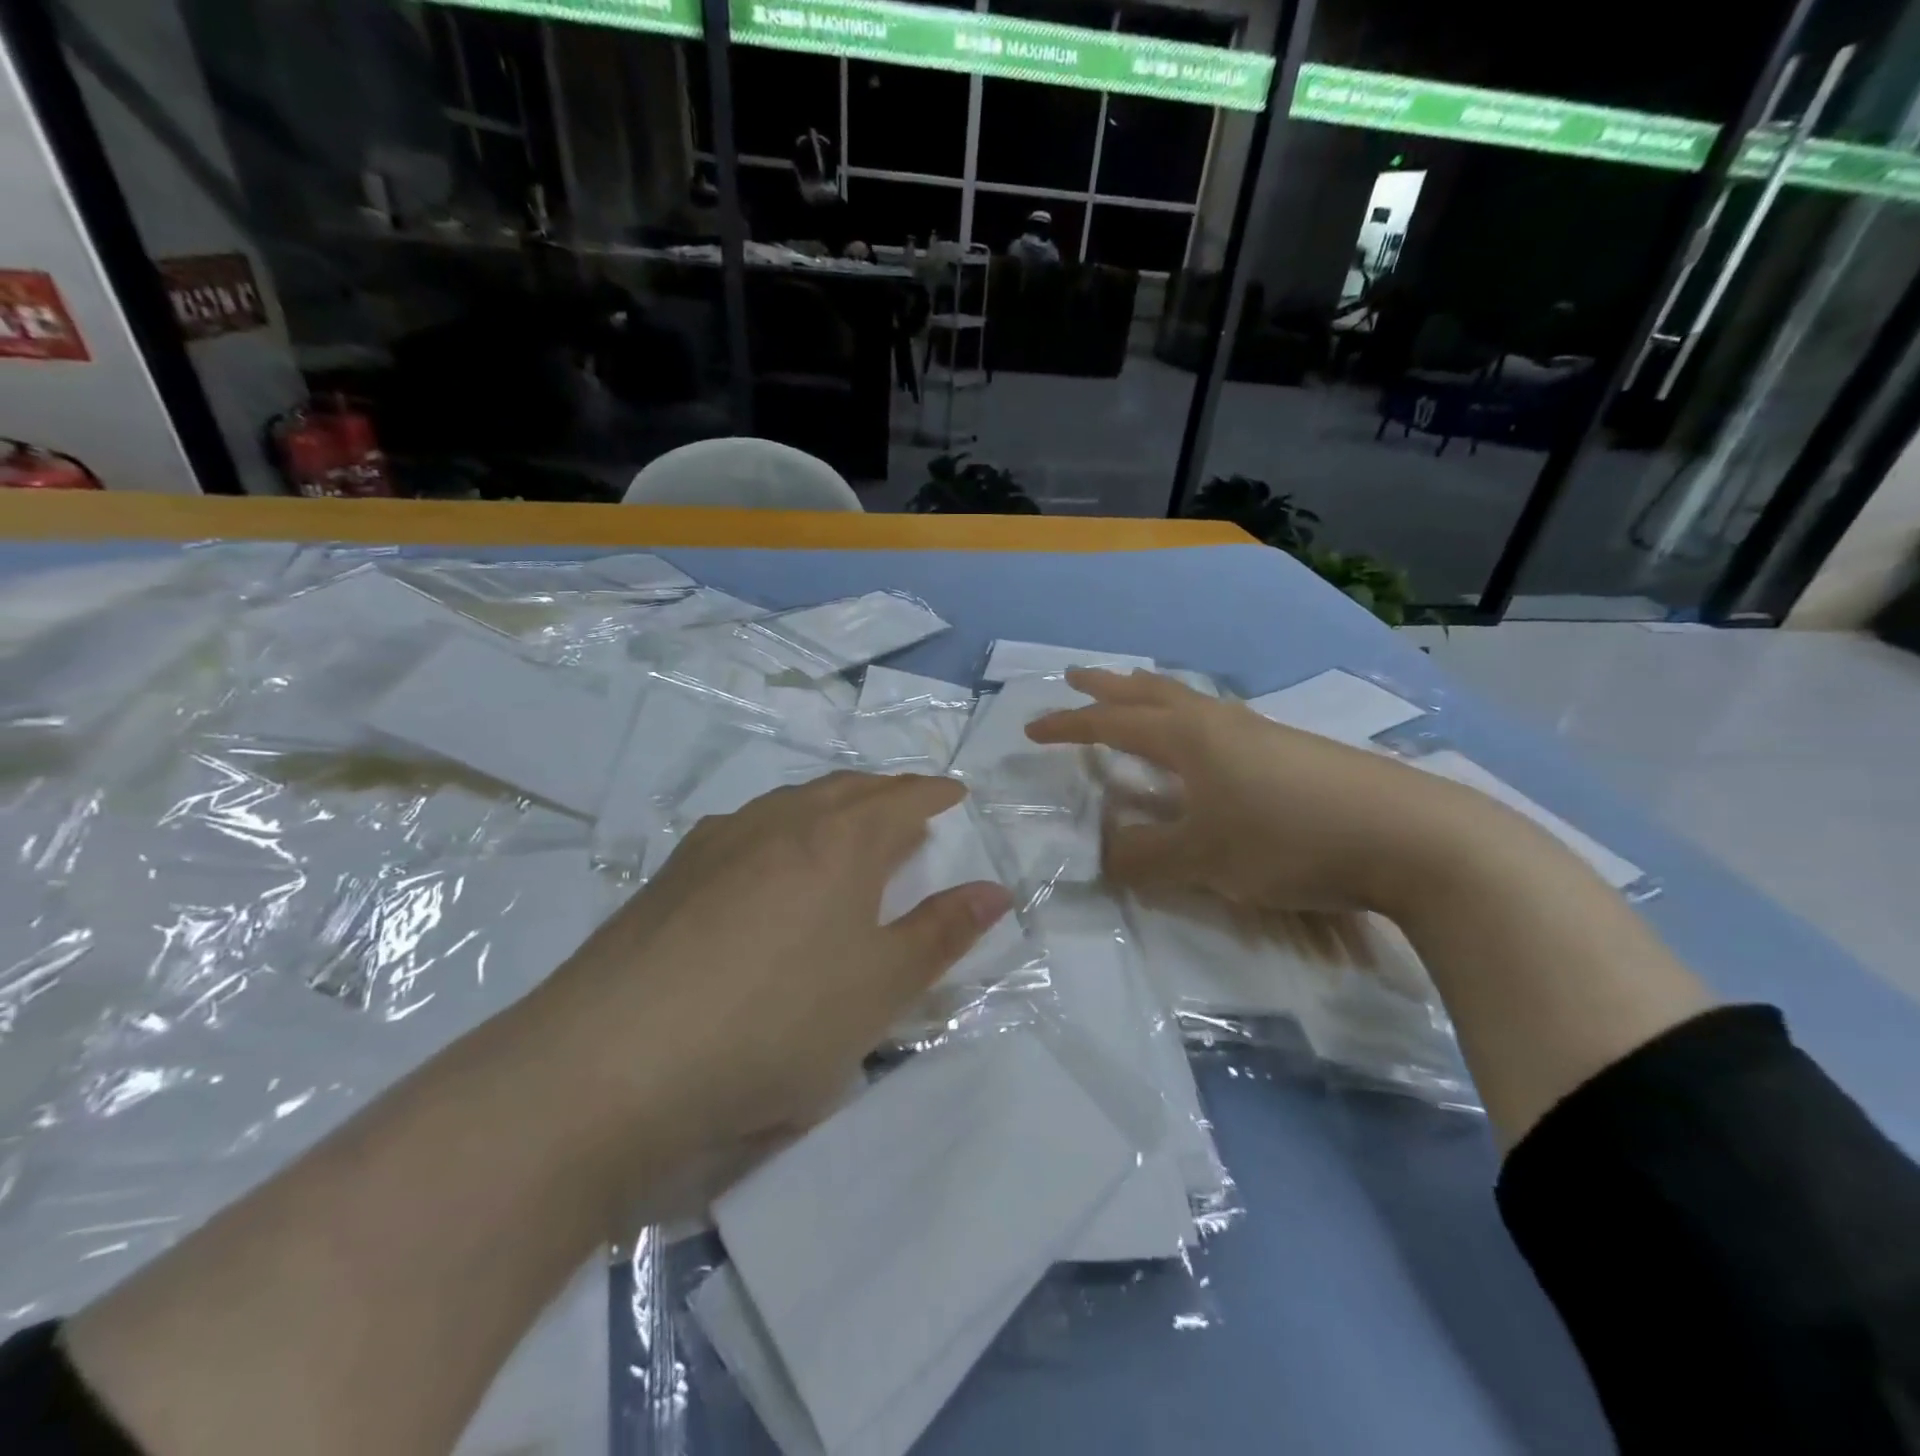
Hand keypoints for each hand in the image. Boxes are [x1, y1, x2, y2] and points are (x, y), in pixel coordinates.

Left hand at [534, 771, 1010, 1205]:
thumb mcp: (879, 989)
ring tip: (844, 825)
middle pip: (845, 789)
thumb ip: (941, 933)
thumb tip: (994, 889)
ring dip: (828, 804)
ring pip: (790, 802)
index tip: (955, 793)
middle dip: (884, 792)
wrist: (616, 1060)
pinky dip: (778, 828)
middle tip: (907, 805)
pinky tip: (766, 860)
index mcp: (839, 840)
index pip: (901, 799)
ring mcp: (718, 842)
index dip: (933, 793)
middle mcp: (780, 822)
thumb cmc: (777, 1021)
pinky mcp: (671, 874)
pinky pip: (744, 828)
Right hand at [1027, 668, 1498, 918]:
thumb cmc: (1289, 840)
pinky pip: (1219, 721)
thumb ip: (1145, 856)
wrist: (1411, 837)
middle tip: (1076, 675)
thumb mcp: (1203, 859)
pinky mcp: (1293, 751)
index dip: (1069, 727)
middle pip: (1151, 693)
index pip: (1112, 725)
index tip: (1032, 728)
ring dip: (1150, 695)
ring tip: (1133, 694)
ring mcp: (1261, 732)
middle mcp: (1220, 722)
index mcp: (1189, 738)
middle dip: (1108, 686)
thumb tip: (1105, 848)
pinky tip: (1204, 741)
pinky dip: (1188, 718)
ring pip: (1189, 701)